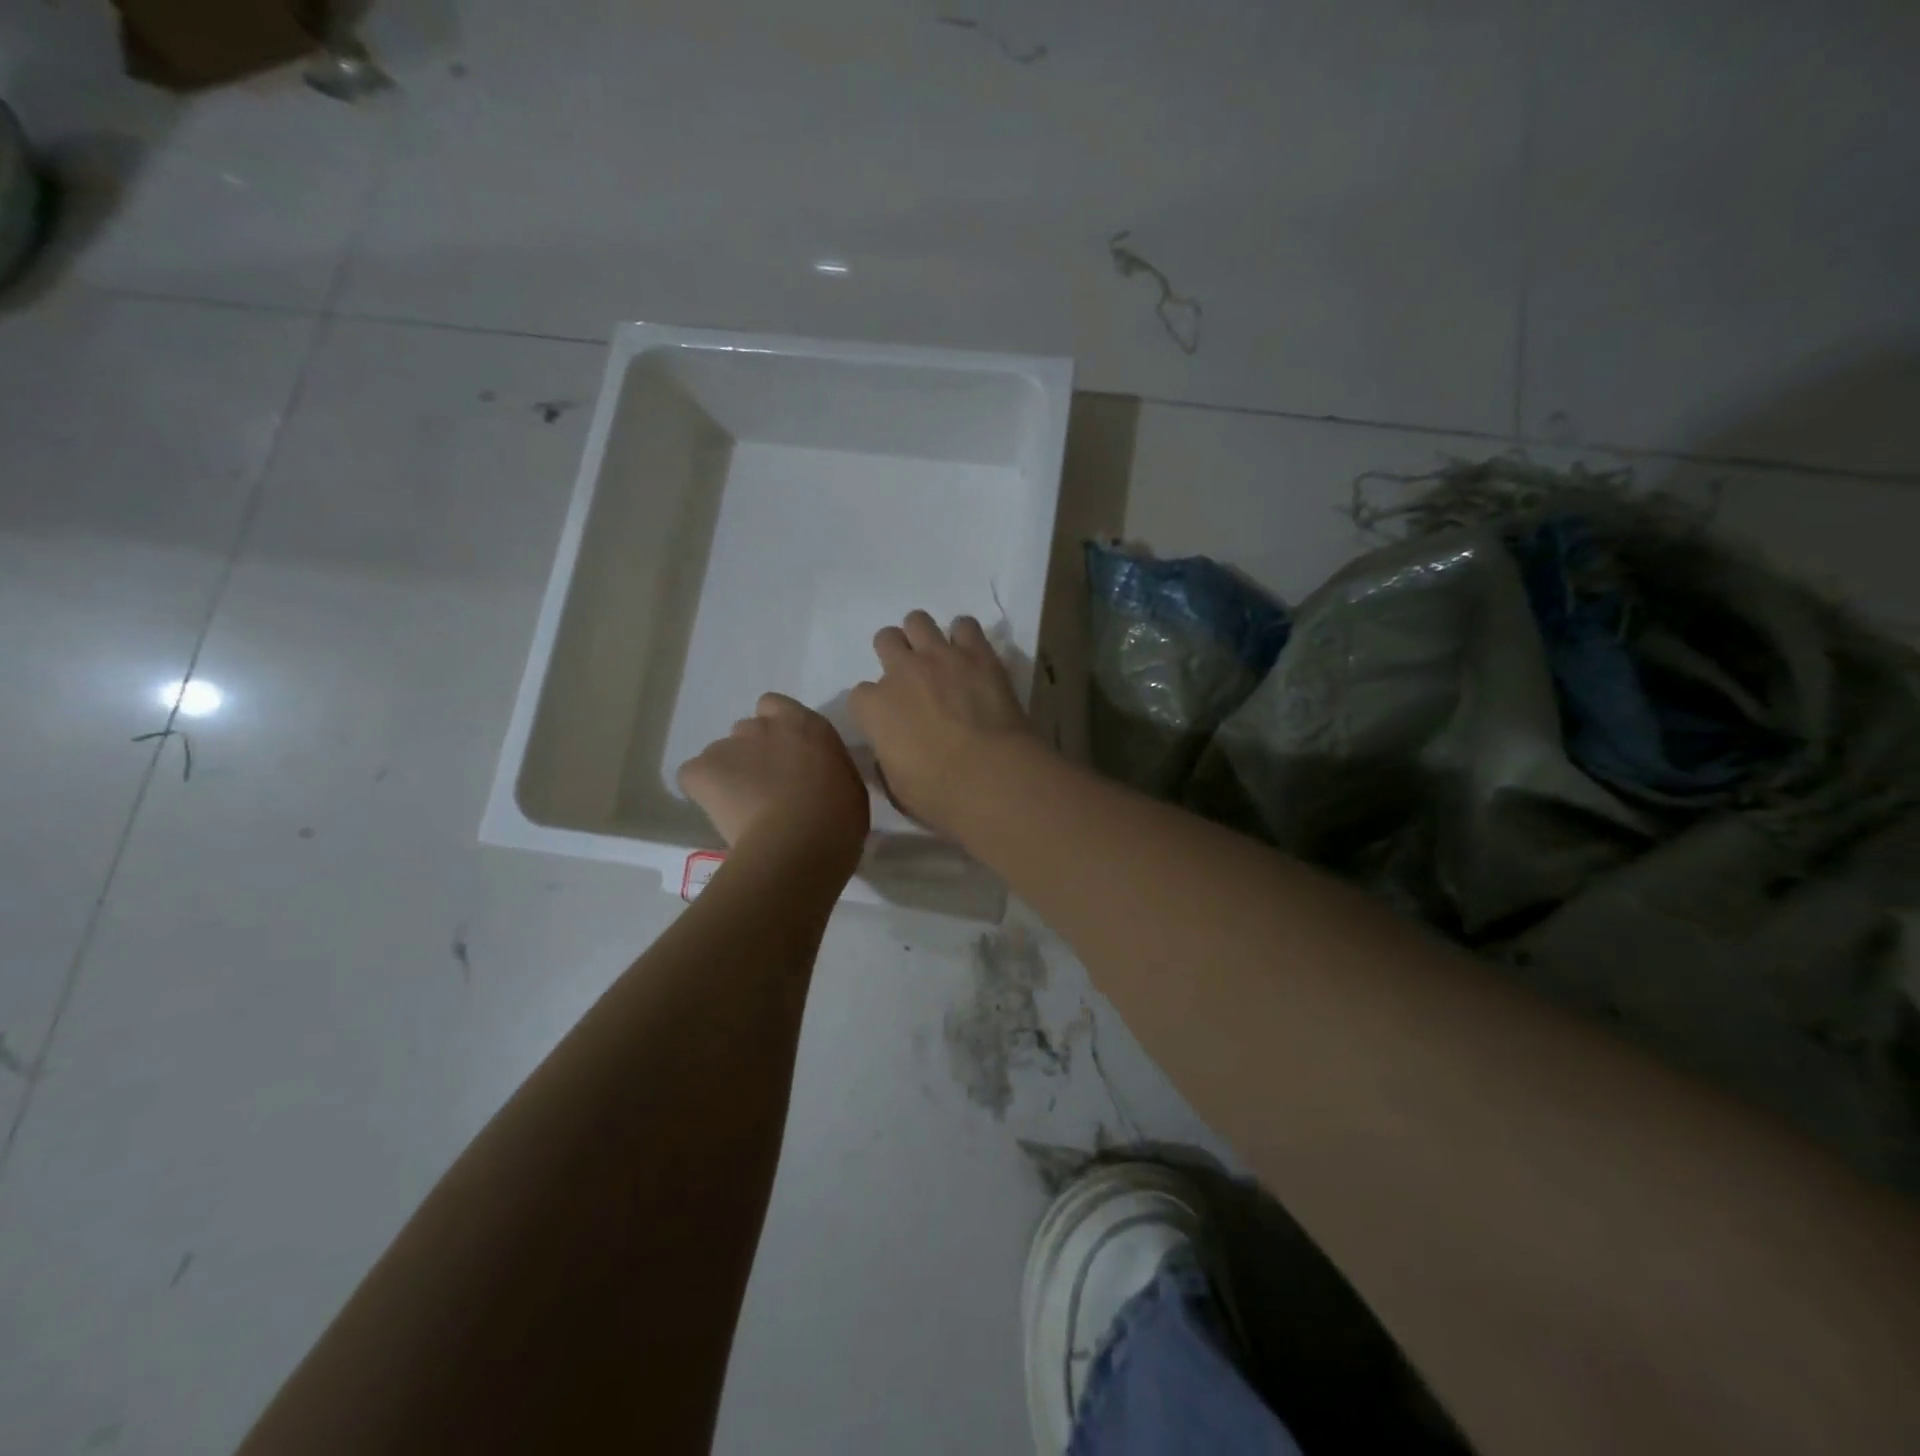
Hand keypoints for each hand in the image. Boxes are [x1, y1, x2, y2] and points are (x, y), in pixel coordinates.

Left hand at [677, 693, 869, 870]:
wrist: (801, 841)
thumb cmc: (839, 817)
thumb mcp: (849, 785)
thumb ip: (828, 770)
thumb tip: (819, 780)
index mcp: (805, 724)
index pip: (776, 706)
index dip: (776, 730)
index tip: (784, 758)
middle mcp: (764, 725)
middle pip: (748, 730)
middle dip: (753, 754)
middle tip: (766, 788)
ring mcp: (729, 745)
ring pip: (721, 754)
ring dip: (729, 774)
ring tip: (742, 809)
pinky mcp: (702, 769)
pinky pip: (694, 776)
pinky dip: (702, 790)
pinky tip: (719, 813)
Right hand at [847, 610, 1037, 836]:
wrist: (990, 777)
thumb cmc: (937, 794)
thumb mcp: (896, 786)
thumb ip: (887, 759)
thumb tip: (892, 749)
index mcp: (874, 707)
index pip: (860, 694)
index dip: (875, 706)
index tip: (889, 719)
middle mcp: (901, 672)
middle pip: (885, 640)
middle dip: (894, 655)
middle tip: (912, 678)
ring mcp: (940, 657)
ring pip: (918, 621)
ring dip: (924, 636)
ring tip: (939, 658)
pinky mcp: (977, 654)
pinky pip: (965, 625)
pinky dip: (965, 637)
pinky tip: (971, 654)